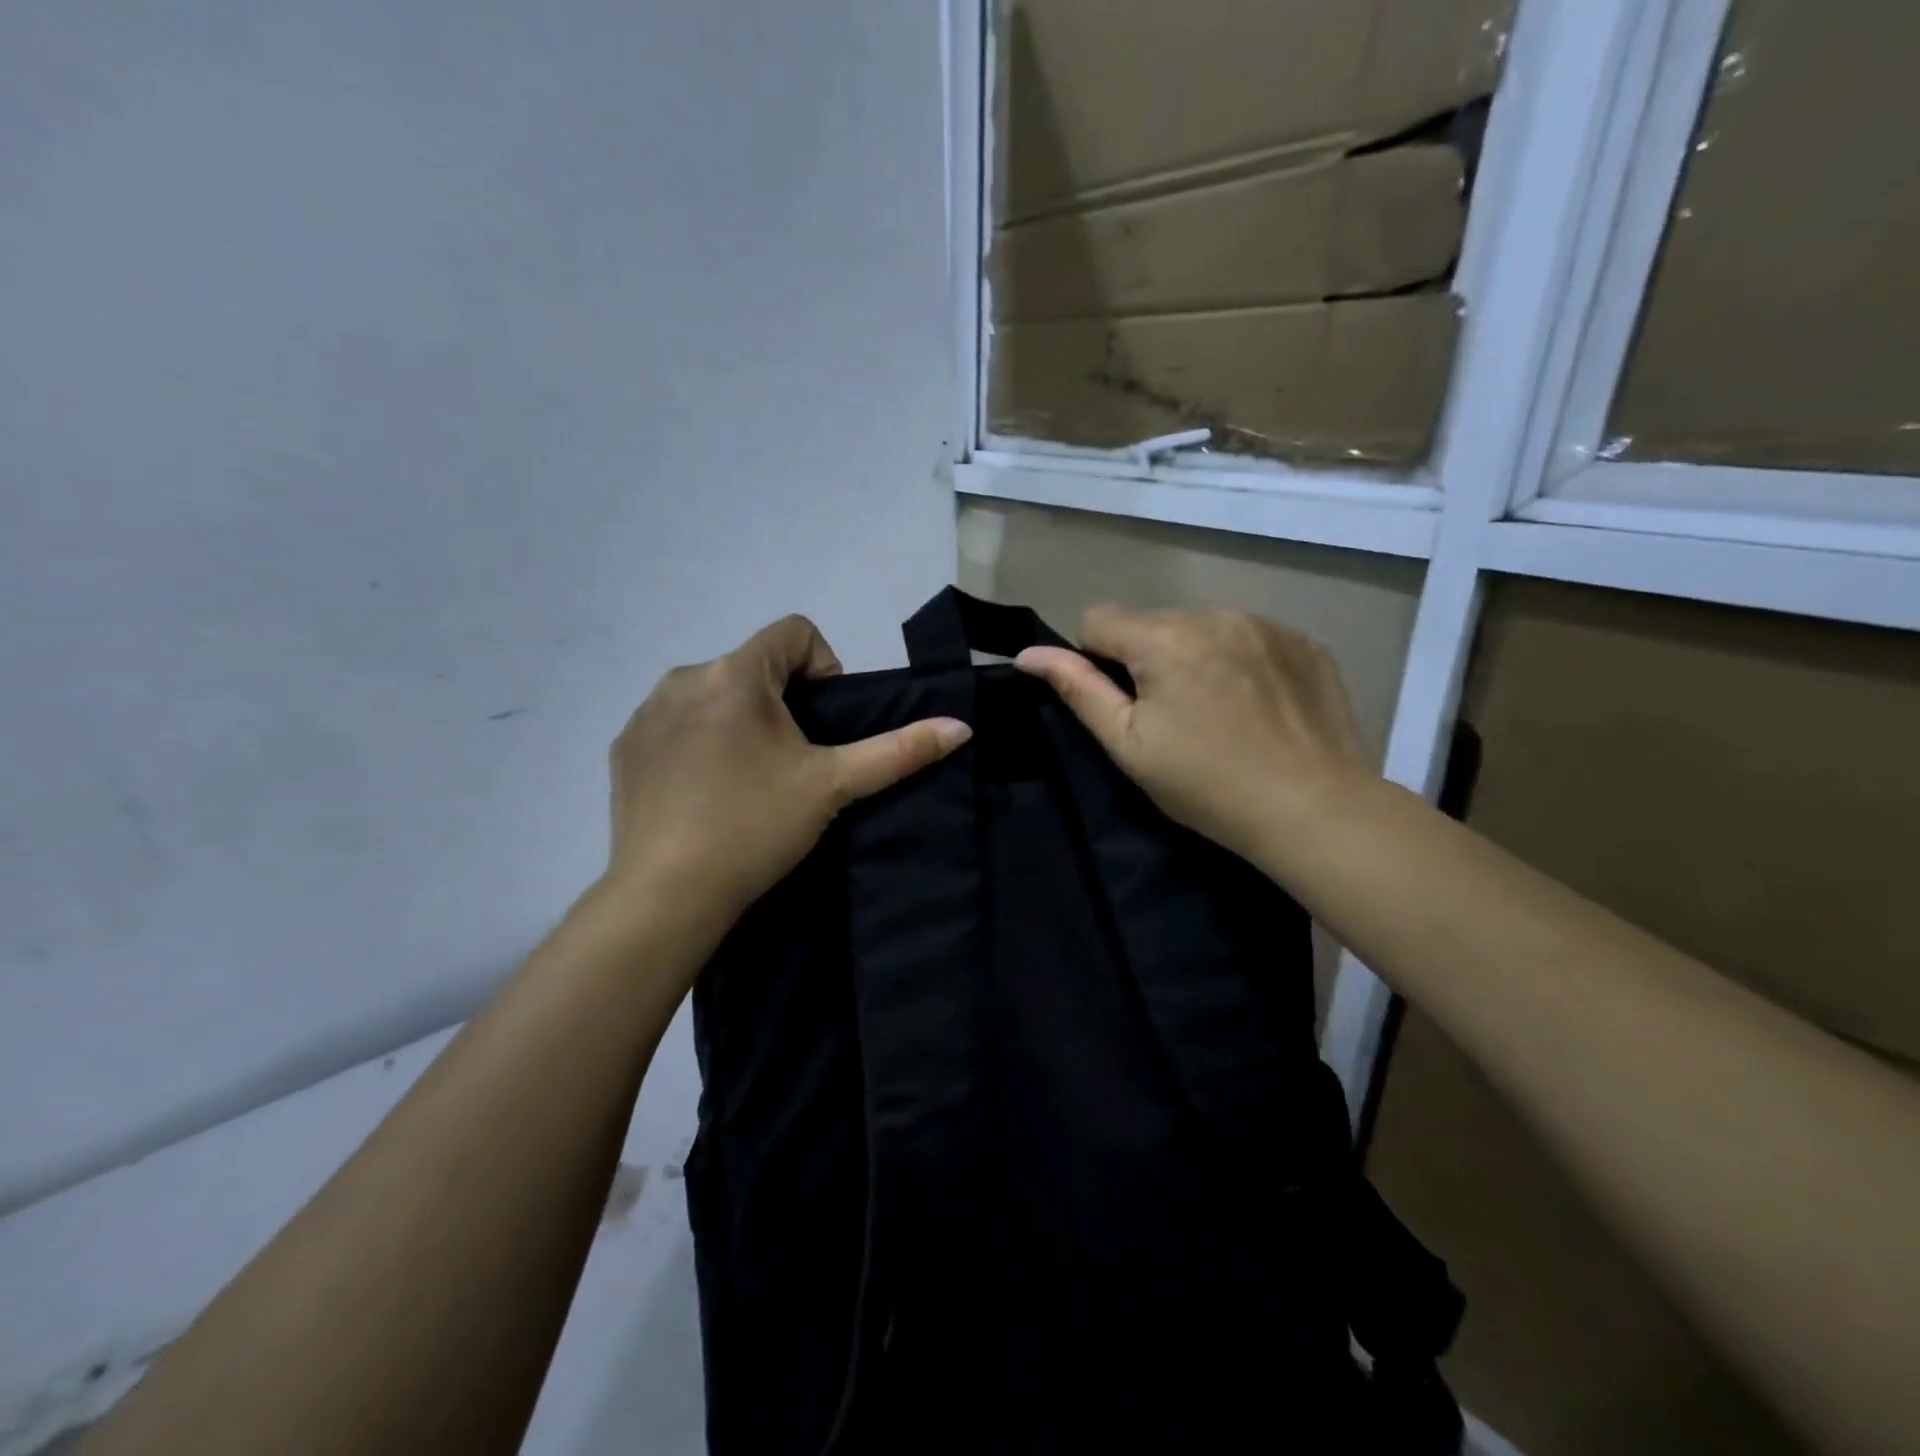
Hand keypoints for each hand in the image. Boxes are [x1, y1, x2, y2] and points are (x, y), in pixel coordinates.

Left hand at [603, 615, 971, 929]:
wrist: (666, 895)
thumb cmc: (755, 827)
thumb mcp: (833, 785)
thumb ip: (899, 751)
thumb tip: (961, 727)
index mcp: (734, 673)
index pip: (794, 632)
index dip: (825, 668)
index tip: (823, 726)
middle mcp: (683, 678)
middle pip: (754, 667)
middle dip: (782, 704)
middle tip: (792, 765)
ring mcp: (646, 713)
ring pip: (714, 695)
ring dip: (741, 722)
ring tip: (750, 782)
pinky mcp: (625, 747)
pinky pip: (676, 724)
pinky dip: (700, 744)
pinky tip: (706, 794)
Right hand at [1016, 606, 1368, 867]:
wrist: (1315, 809)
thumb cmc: (1207, 786)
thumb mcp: (1129, 745)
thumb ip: (1077, 689)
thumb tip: (1029, 654)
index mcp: (1164, 639)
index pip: (1097, 619)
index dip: (1096, 660)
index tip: (1124, 705)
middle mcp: (1215, 614)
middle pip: (1151, 621)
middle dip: (1147, 657)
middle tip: (1172, 717)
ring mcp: (1266, 624)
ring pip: (1201, 626)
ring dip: (1193, 655)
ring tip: (1218, 711)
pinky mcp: (1304, 641)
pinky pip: (1248, 635)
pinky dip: (1239, 660)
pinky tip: (1256, 705)